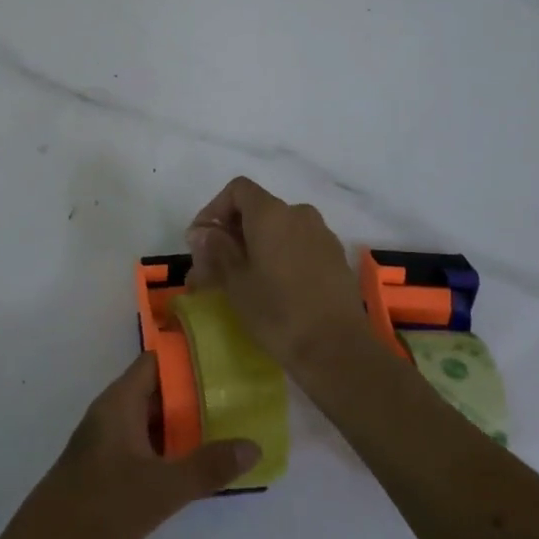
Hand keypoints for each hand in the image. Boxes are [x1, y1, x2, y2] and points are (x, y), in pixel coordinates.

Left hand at [0, 353, 257, 538]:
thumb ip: (207, 467)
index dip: (187, 357)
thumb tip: (253, 445)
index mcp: (119, 402)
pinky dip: (167, 452)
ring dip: (182, 428)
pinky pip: (142, 449)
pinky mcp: (103, 472)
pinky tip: (193, 470)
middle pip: (156, 392)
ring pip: (149, 424)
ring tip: (226, 432)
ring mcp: (105, 444)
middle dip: (193, 395)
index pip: (155, 362)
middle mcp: (111, 415)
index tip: (224, 359)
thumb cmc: (101, 507)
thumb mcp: (162, 488)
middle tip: (236, 400)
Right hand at [186, 176, 365, 365]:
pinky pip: (298, 245)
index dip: (214, 209)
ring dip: (255, 246)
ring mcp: (321, 235)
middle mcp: (298, 214)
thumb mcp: (235, 281)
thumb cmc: (277, 311)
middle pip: (257, 210)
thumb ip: (216, 248)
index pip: (237, 190)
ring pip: (278, 229)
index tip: (201, 240)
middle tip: (212, 267)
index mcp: (271, 213)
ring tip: (239, 279)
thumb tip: (203, 232)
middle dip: (231, 234)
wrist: (336, 349)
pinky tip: (272, 287)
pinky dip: (279, 256)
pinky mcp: (335, 258)